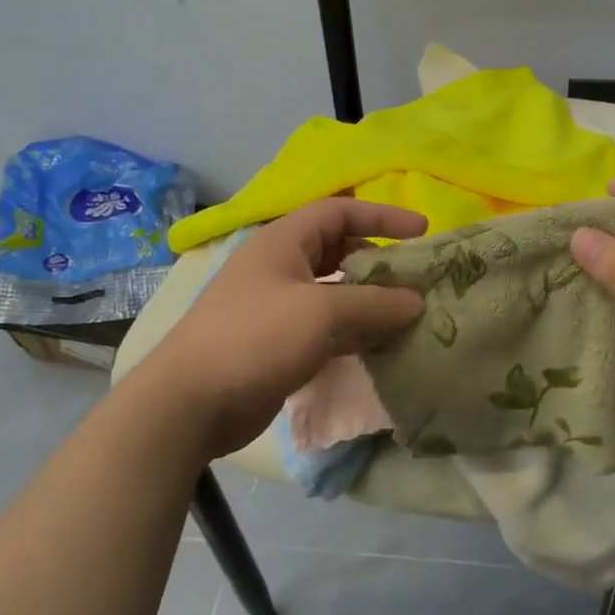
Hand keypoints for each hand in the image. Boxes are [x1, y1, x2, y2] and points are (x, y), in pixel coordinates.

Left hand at [148, 198, 426, 459]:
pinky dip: (353, 332)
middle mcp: (279, 267)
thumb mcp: (322, 313)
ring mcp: (276, 307)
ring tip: (407, 315)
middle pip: (338, 251)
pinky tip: (378, 347)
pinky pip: (325, 327)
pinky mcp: (277, 343)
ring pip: (334, 293)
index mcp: (282, 242)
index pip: (340, 211)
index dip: (382, 216)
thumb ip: (375, 304)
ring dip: (369, 301)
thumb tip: (417, 302)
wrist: (191, 402)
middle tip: (416, 280)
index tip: (423, 232)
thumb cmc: (256, 338)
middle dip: (378, 261)